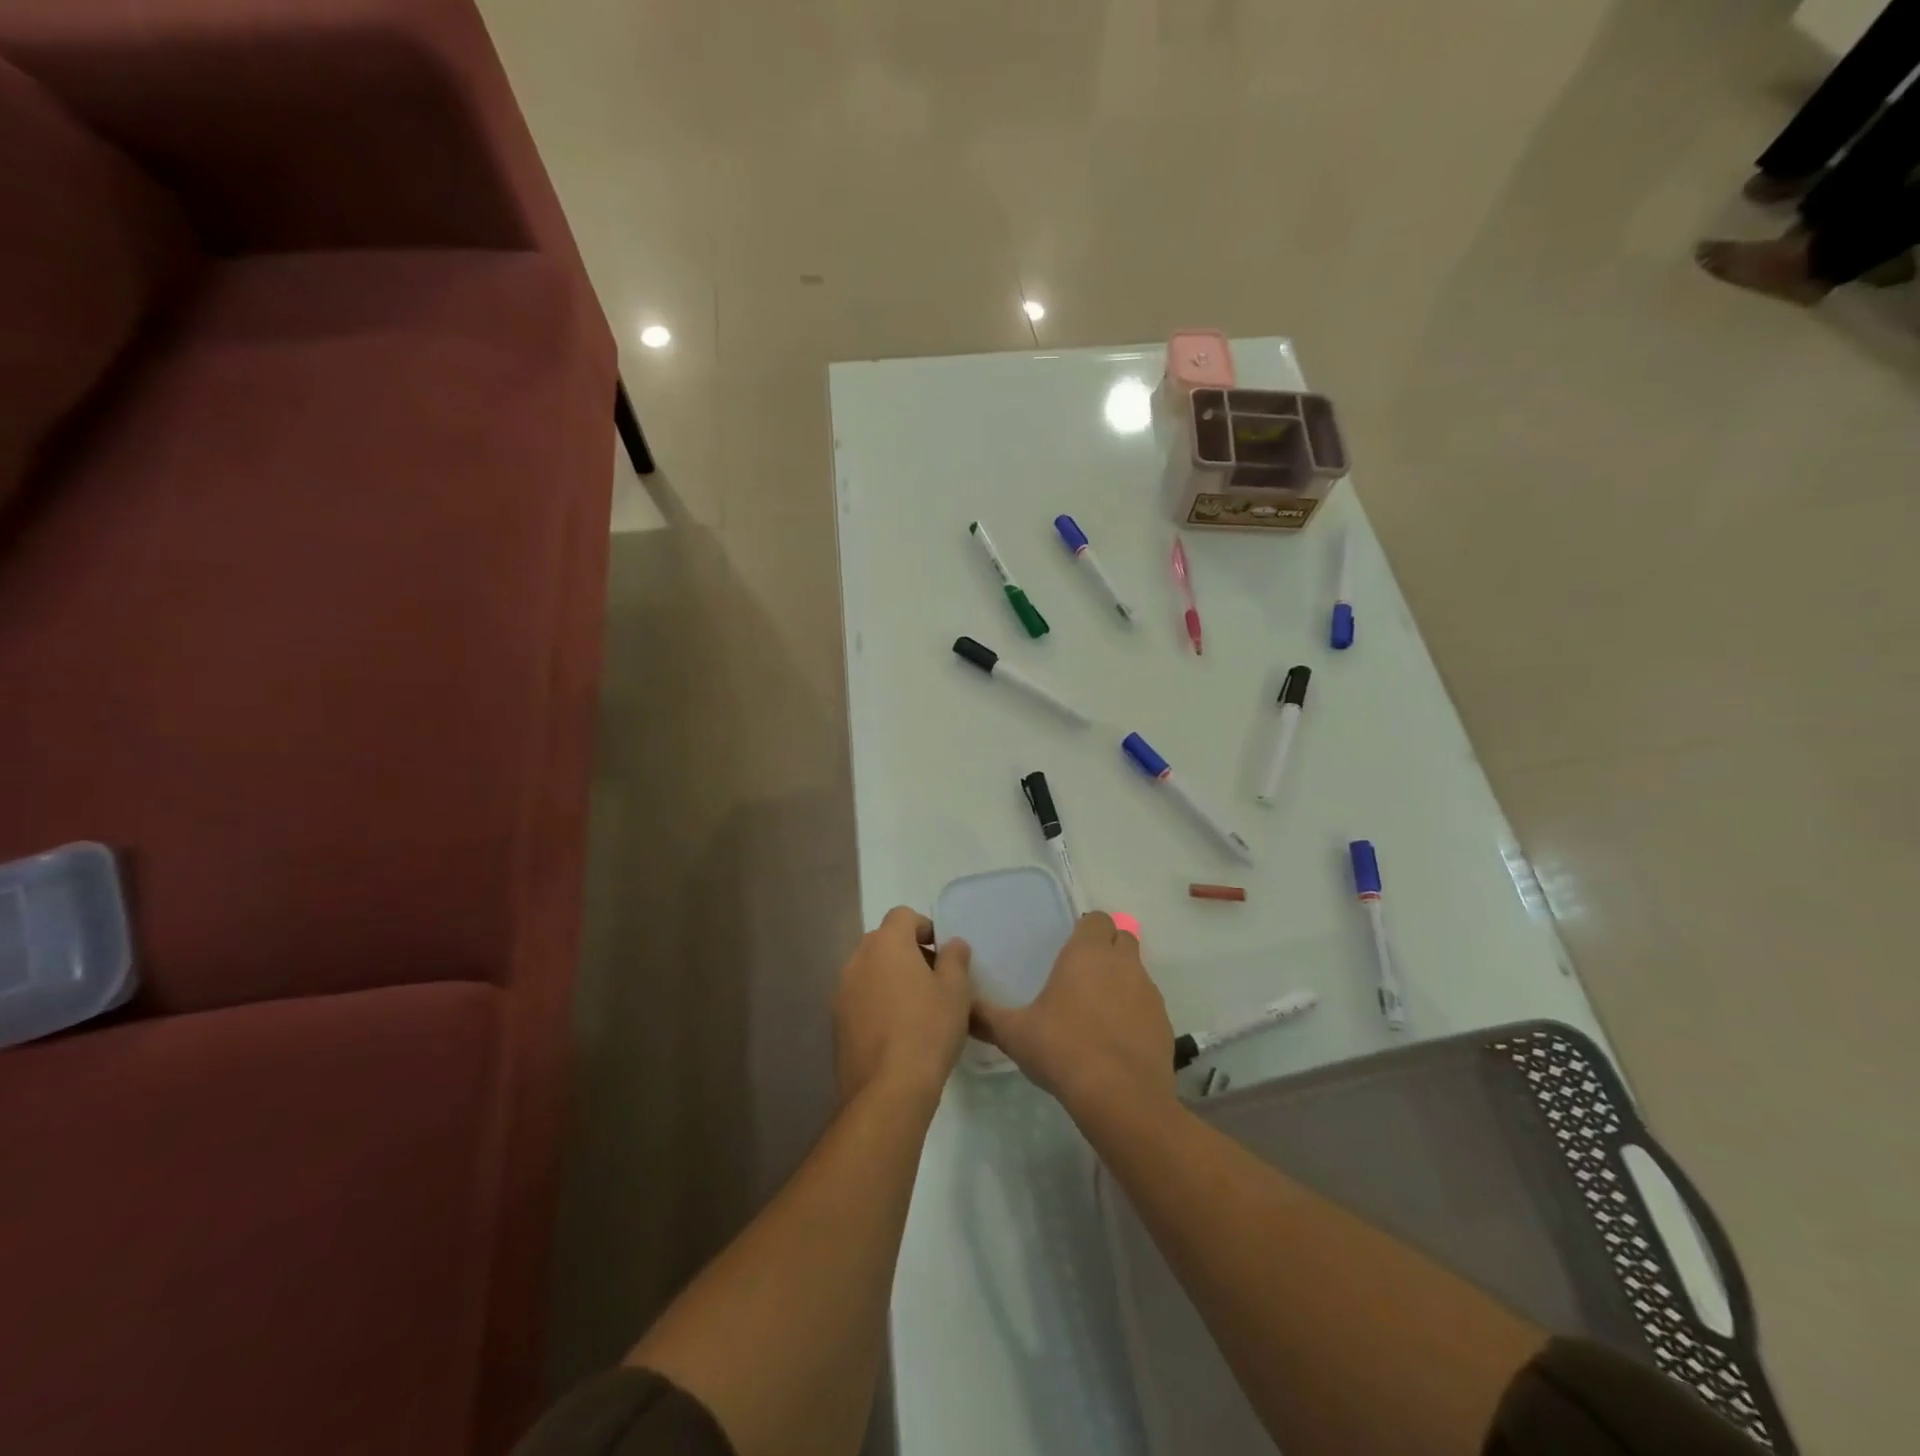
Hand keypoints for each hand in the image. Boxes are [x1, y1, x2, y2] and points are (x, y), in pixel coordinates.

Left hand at [833, 906, 971, 1106]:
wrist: (887, 1090)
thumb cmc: (928, 1030)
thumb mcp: (955, 991)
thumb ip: (955, 959)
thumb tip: (952, 944)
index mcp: (886, 944)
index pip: (902, 915)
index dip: (924, 927)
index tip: (941, 954)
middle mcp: (858, 960)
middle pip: (883, 941)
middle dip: (907, 953)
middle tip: (932, 980)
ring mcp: (842, 991)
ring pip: (870, 970)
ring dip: (890, 978)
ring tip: (915, 1009)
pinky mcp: (836, 1022)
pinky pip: (860, 998)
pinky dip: (876, 1003)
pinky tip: (896, 1032)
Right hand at [971, 912, 1175, 1114]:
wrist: (1120, 1096)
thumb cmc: (1062, 1049)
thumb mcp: (1014, 1033)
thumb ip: (986, 1016)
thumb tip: (962, 1008)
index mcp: (1087, 952)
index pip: (1097, 919)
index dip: (1086, 930)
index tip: (1070, 950)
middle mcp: (1122, 962)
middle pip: (1122, 938)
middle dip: (1107, 948)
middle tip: (1083, 976)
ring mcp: (1148, 992)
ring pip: (1137, 971)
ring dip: (1122, 980)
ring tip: (1098, 1011)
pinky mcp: (1164, 1022)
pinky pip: (1148, 1005)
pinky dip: (1135, 1012)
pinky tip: (1117, 1040)